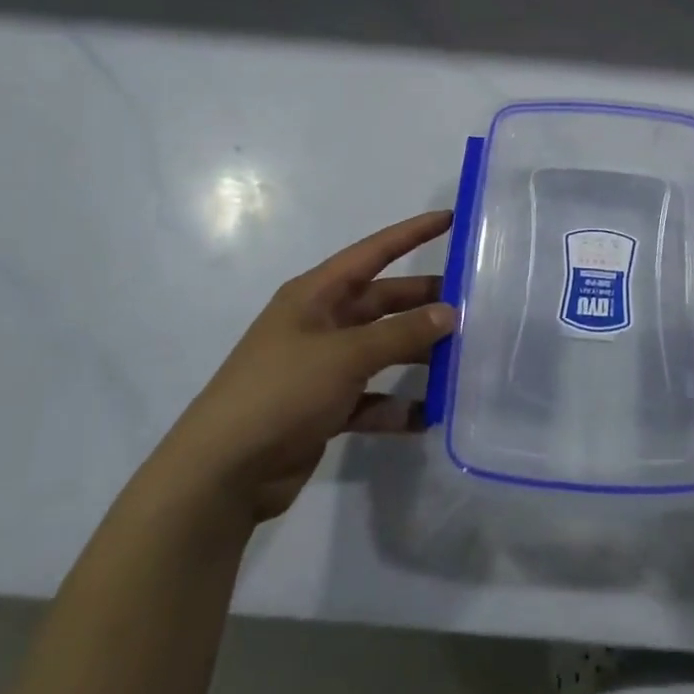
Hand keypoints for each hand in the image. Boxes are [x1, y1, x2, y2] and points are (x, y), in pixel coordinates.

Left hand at [152, 211, 454, 524]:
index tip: (450, 218)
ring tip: (461, 360)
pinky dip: (397, 405)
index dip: (412, 233)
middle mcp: (320, 323)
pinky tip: (428, 415)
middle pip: (383, 302)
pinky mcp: (323, 407)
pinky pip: (371, 397)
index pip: (373, 252)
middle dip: (423, 302)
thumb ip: (401, 334)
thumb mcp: (345, 355)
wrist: (220, 474)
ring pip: (382, 349)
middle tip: (472, 304)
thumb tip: (450, 313)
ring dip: (416, 355)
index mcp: (316, 295)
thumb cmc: (281, 393)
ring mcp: (321, 367)